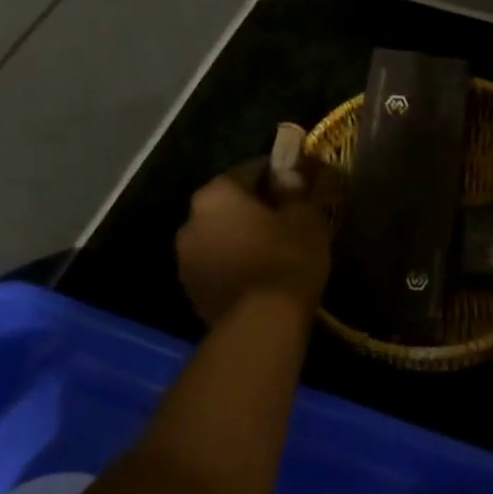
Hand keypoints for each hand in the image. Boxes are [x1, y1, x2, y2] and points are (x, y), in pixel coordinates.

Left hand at [176, 160, 332, 325]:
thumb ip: (300, 190)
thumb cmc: (287, 257)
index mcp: (216, 194)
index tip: (301, 184)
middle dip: (257, 206)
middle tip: (290, 216)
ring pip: (221, 234)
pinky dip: (236, 261)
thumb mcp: (307, 217)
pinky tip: (262, 272)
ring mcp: (185, 258)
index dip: (280, 174)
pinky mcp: (191, 289)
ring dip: (243, 235)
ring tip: (277, 248)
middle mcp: (191, 220)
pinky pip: (218, 262)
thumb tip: (295, 175)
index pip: (251, 170)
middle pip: (230, 203)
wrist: (262, 323)